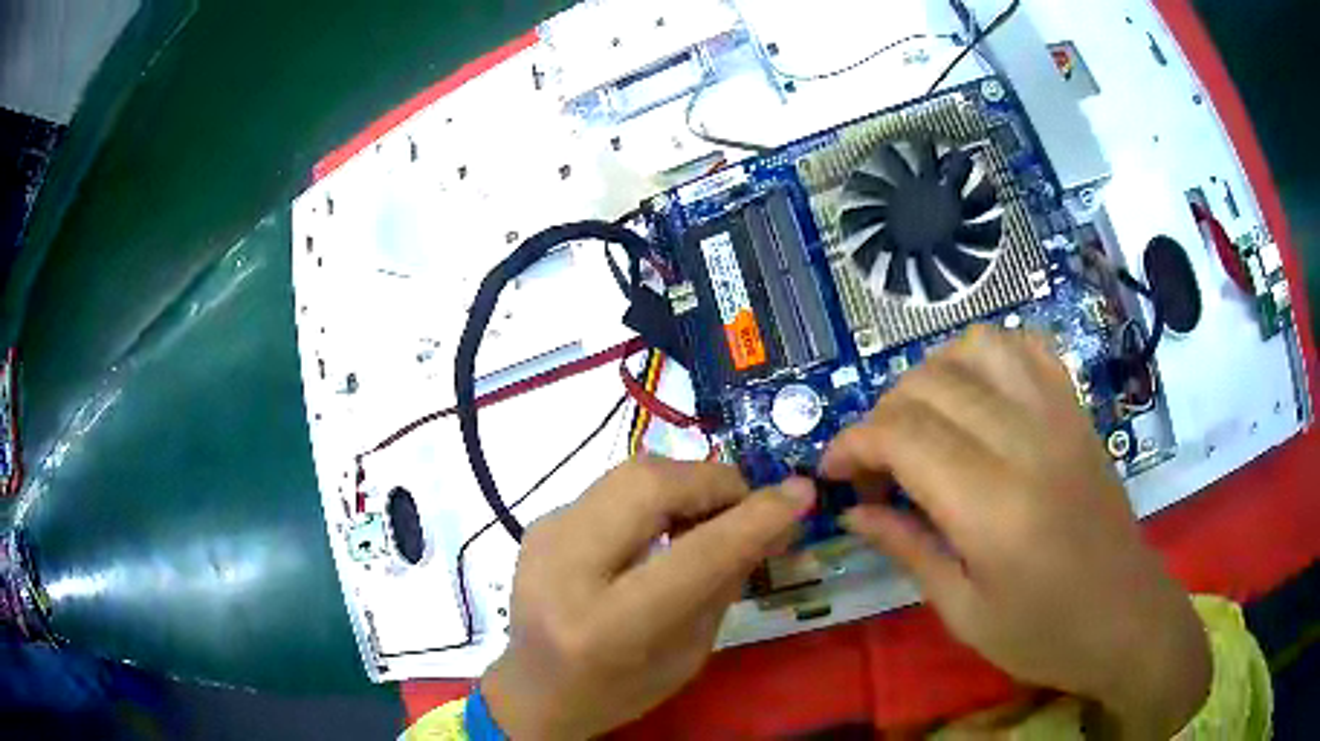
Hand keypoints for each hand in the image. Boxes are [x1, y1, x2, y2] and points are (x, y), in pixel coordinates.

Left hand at [482, 457, 815, 739]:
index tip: (802, 493)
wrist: (535, 691)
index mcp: (606, 626)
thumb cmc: (620, 691)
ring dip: (686, 483)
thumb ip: (726, 581)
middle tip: (748, 505)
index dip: (755, 518)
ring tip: (711, 515)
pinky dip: (654, 495)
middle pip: (649, 486)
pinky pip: (612, 487)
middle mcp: (564, 569)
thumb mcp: (689, 652)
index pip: (694, 556)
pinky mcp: (540, 522)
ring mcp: (543, 536)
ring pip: (630, 473)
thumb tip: (775, 517)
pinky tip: (664, 526)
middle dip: (714, 482)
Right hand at [822, 327, 1210, 737]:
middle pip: (931, 385)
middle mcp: (1026, 443)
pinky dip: (990, 355)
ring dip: (933, 374)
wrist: (1128, 618)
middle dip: (882, 414)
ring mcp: (1059, 417)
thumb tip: (854, 513)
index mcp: (993, 508)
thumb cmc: (1045, 635)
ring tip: (922, 421)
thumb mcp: (965, 613)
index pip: (902, 437)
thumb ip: (908, 551)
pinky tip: (978, 393)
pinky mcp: (1078, 412)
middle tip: (874, 464)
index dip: (852, 443)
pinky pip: (1029, 349)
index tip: (831, 472)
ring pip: (978, 347)